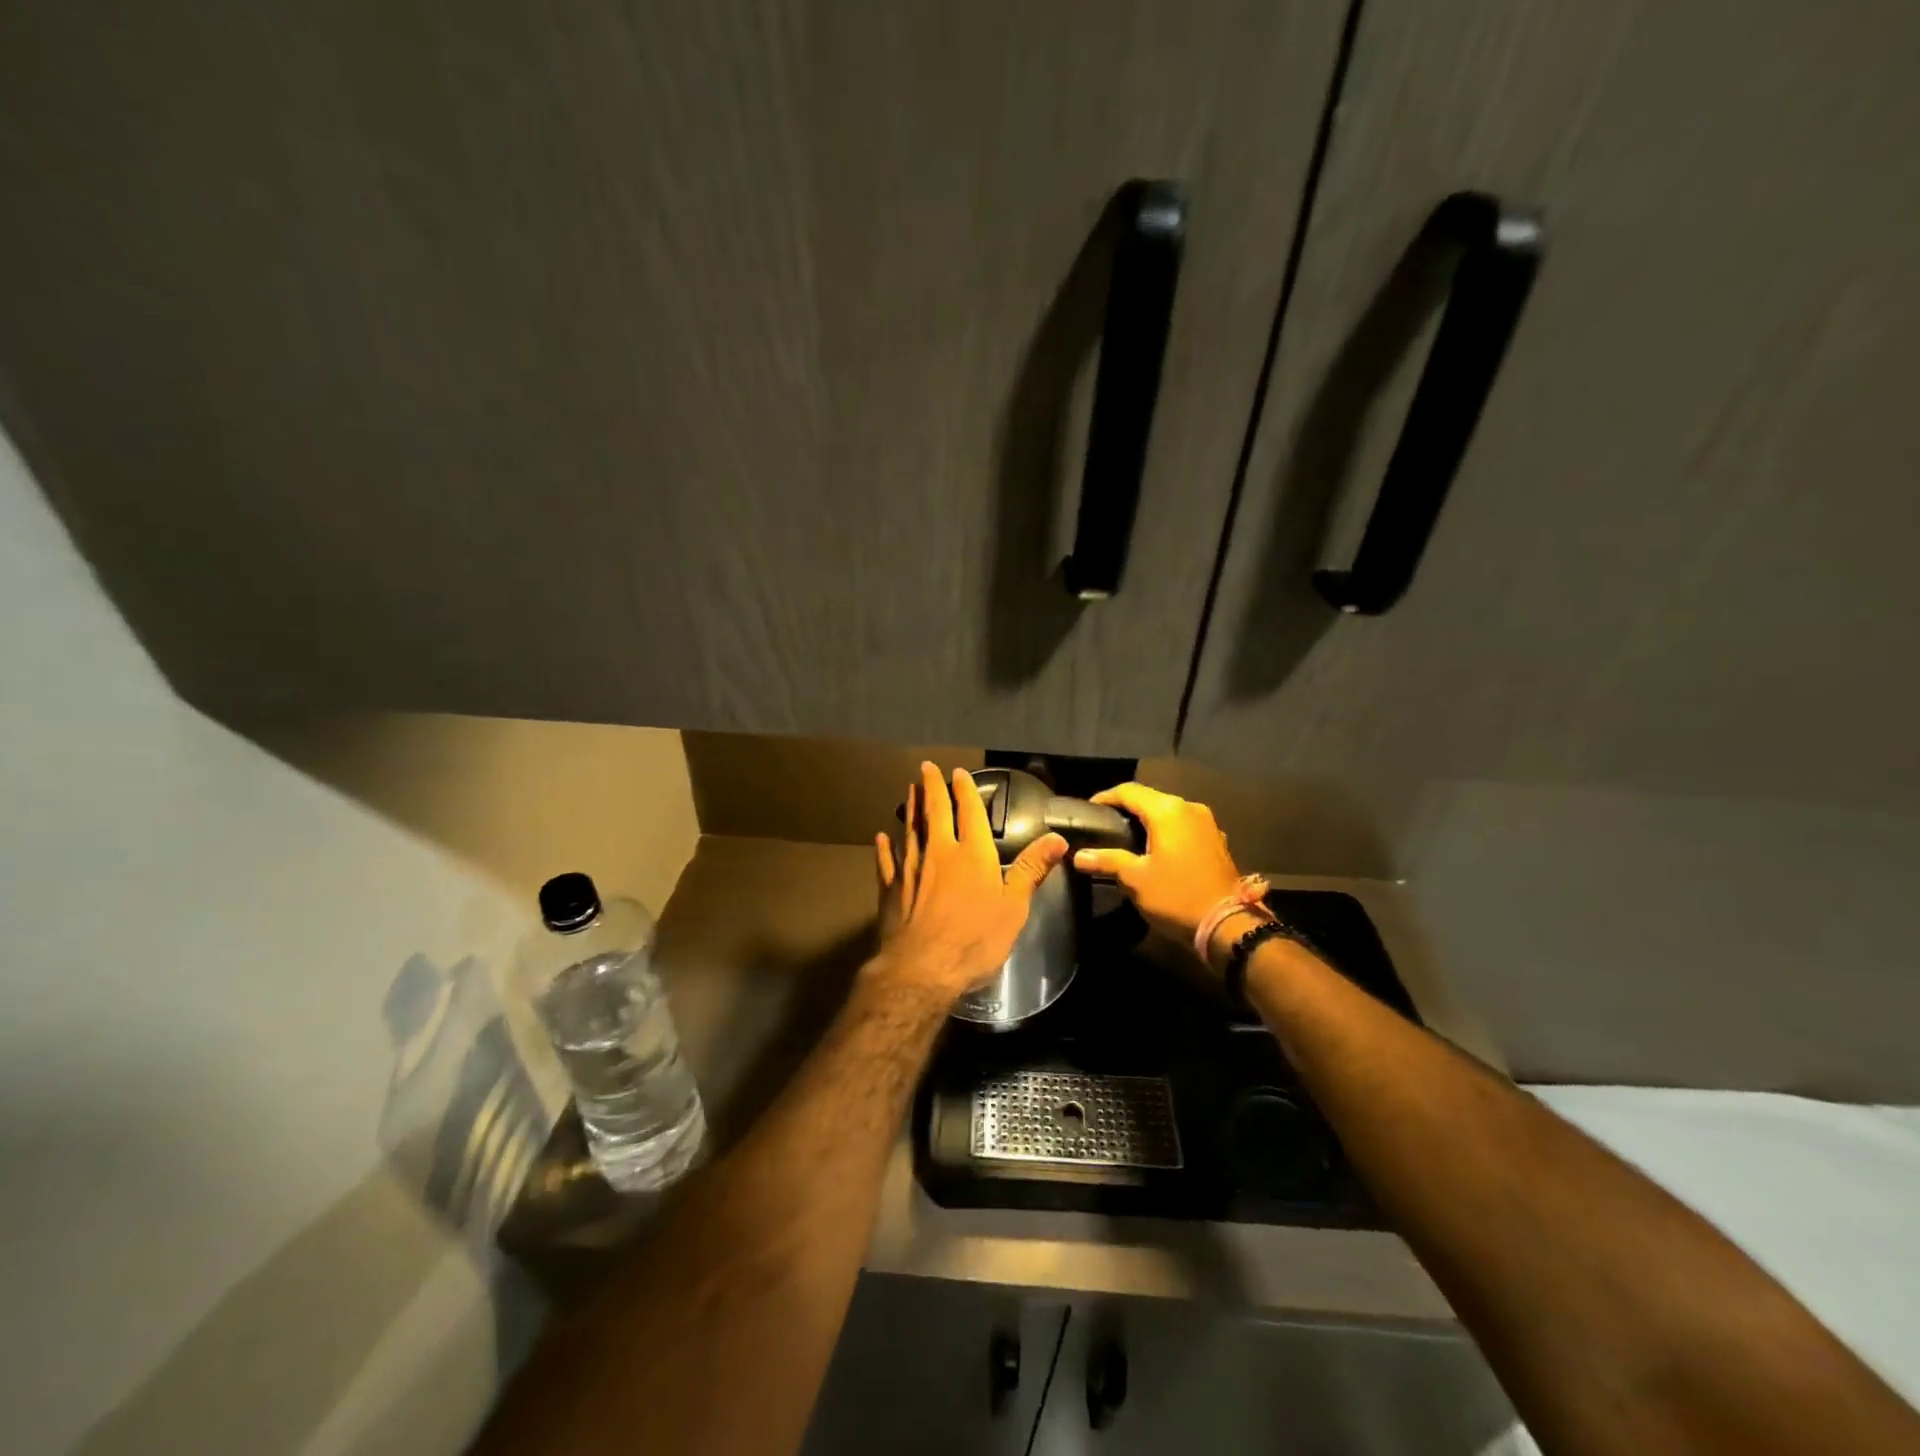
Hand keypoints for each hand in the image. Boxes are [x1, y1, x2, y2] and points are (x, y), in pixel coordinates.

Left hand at [872, 763, 1067, 1006]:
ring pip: (910, 830)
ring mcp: (911, 869)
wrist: (923, 969)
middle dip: (932, 787)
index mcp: (972, 855)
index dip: (966, 791)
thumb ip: (1032, 870)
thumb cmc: (975, 940)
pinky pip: (887, 862)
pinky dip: (884, 848)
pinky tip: (881, 837)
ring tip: (910, 791)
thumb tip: (1058, 838)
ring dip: (911, 809)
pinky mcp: (890, 890)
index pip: (970, 813)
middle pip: (935, 812)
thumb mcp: (1014, 908)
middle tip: (925, 767)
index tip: (959, 773)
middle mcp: (939, 853)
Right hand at [1072, 783, 1241, 946]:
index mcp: (1167, 811)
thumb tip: (1078, 855)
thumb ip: (1107, 860)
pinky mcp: (1216, 840)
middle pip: (1150, 798)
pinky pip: (1183, 825)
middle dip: (1126, 807)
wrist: (1228, 925)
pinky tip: (1155, 848)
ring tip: (1126, 836)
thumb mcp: (1135, 879)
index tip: (1089, 810)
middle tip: (1104, 824)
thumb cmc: (1176, 897)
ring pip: (1168, 811)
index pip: (1129, 791)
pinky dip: (1166, 830)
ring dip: (1147, 819)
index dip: (1105, 797)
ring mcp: (1207, 823)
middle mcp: (1189, 808)